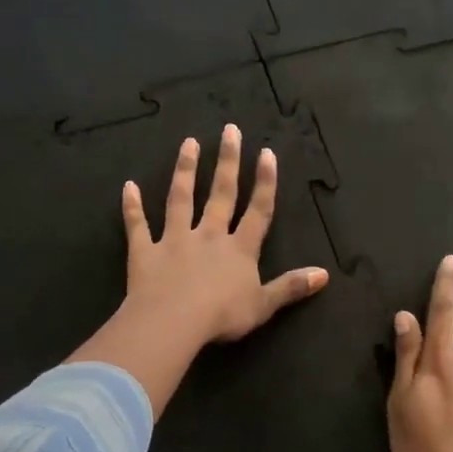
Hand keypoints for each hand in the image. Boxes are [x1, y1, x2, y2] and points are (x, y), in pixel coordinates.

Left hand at [69, 125, 327, 416]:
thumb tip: (324, 274)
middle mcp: (209, 236)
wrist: (174, 321)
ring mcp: (175, 240)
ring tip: (188, 144)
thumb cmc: (222, 315)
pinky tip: (128, 186)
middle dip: (227, 162)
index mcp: (240, 250)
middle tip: (229, 130)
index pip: (257, 211)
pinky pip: (138, 226)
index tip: (266, 153)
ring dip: (184, 171)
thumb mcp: (264, 305)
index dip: (264, 183)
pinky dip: (132, 207)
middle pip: (220, 194)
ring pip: (180, 199)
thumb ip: (291, 287)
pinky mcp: (145, 252)